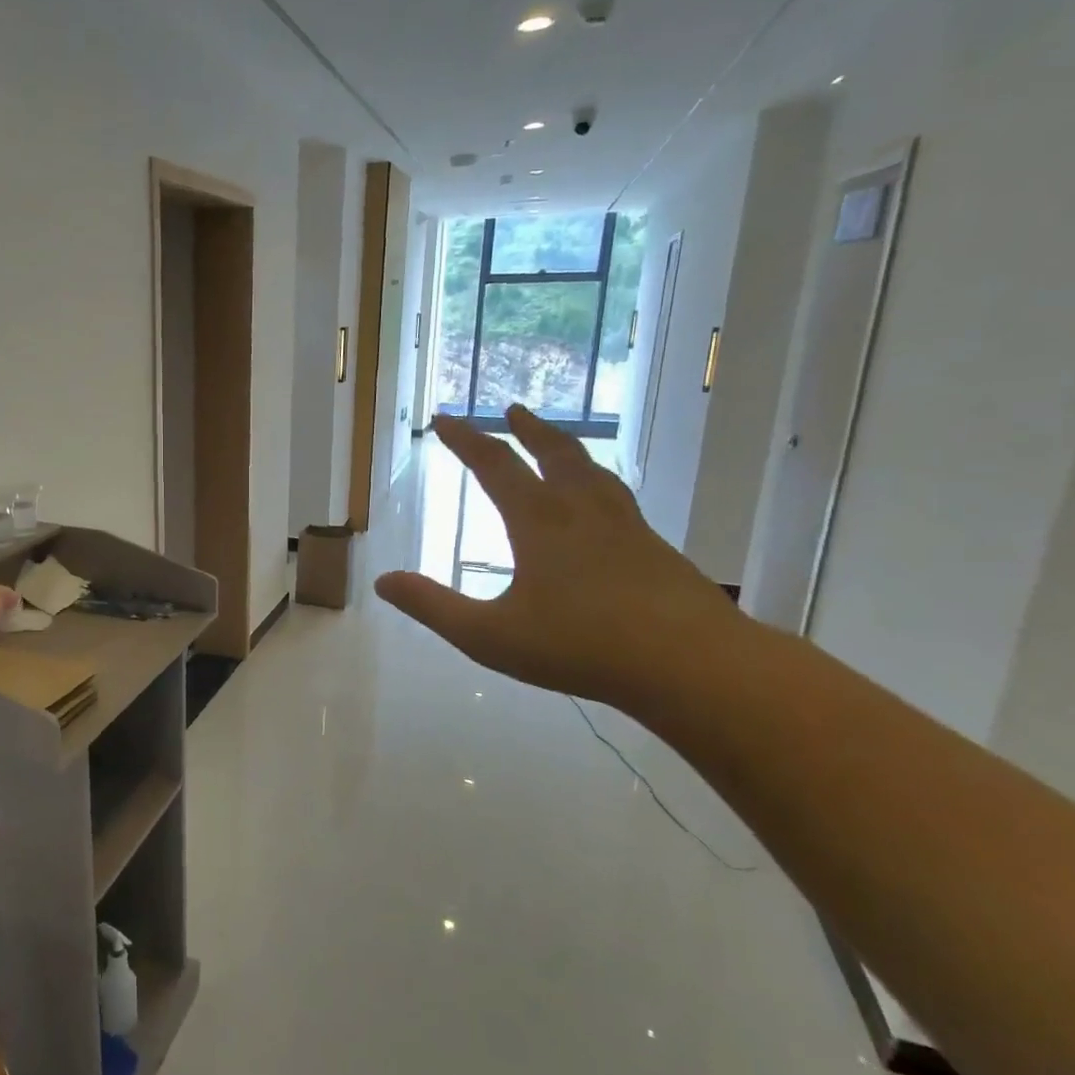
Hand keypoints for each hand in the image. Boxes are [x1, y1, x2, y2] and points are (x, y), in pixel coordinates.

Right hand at [375, 407, 739, 707]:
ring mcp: (628, 528)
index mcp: (540, 522)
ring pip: (594, 473)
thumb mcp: (488, 635)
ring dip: (569, 450)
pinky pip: (621, 502)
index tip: (444, 419)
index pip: (495, 466)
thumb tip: (382, 581)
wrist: (692, 665)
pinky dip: (600, 486)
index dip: (466, 440)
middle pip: (554, 454)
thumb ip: (433, 606)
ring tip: (561, 443)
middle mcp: (584, 512)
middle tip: (513, 410)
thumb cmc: (580, 647)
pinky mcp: (658, 551)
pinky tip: (605, 508)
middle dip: (528, 430)